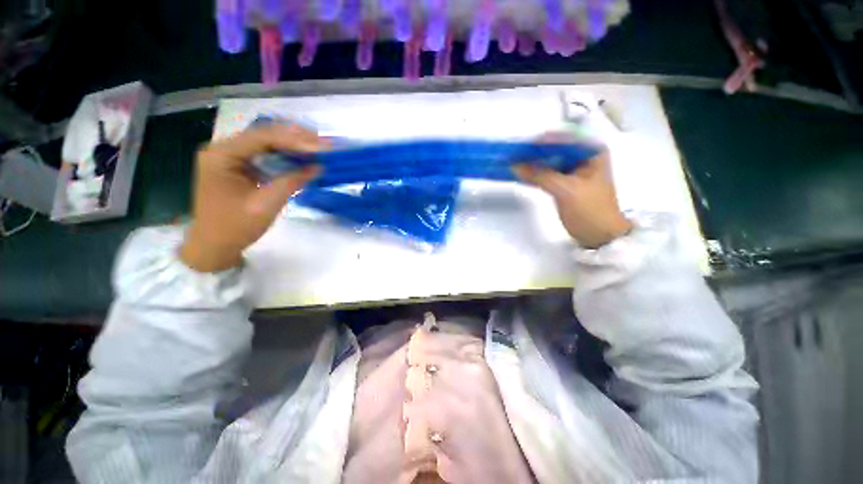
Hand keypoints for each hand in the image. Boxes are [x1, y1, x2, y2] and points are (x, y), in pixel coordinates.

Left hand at [179, 125, 327, 271]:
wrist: (214, 246)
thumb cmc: (235, 227)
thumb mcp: (266, 204)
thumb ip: (292, 181)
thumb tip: (318, 167)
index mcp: (222, 155)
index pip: (263, 137)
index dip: (295, 140)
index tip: (322, 146)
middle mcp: (224, 149)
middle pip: (264, 135)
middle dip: (295, 138)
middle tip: (324, 143)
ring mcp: (230, 157)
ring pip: (266, 143)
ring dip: (292, 145)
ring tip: (318, 147)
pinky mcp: (238, 167)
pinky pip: (265, 155)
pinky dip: (285, 156)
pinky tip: (302, 157)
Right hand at [513, 145, 631, 248]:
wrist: (599, 235)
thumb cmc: (590, 211)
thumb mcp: (566, 190)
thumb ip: (541, 175)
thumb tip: (516, 165)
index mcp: (592, 152)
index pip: (565, 137)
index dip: (544, 141)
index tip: (524, 145)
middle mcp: (583, 157)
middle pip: (556, 148)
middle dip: (536, 152)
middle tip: (516, 154)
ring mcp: (573, 171)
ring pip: (550, 161)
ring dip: (534, 163)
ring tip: (515, 162)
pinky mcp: (564, 183)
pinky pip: (547, 173)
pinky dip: (535, 174)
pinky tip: (522, 174)